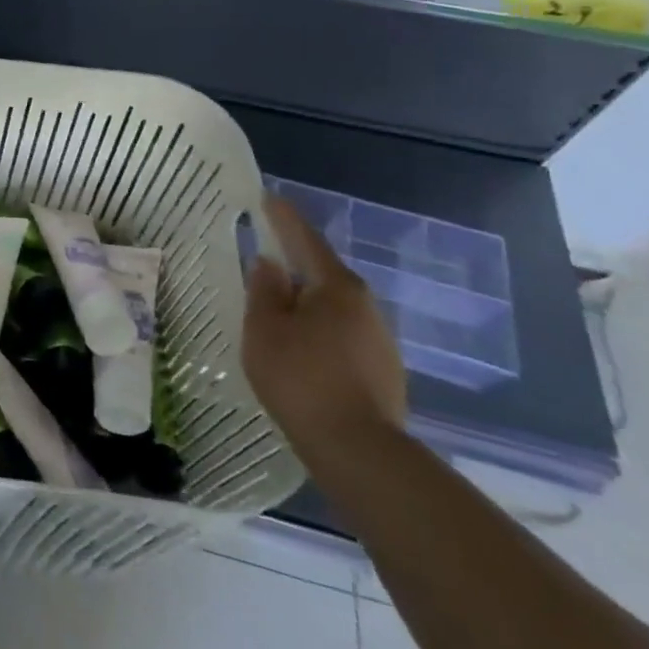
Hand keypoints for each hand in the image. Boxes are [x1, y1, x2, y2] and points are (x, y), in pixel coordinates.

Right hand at [242, 195, 407, 469]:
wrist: (359, 450)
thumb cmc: (301, 378)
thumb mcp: (265, 329)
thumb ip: (264, 291)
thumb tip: (270, 264)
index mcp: (336, 287)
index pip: (305, 241)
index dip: (283, 219)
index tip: (268, 199)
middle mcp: (366, 306)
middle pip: (323, 275)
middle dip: (295, 266)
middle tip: (265, 262)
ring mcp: (380, 340)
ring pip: (334, 309)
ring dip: (307, 304)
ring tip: (278, 313)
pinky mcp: (384, 371)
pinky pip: (343, 336)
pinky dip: (319, 332)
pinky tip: (303, 351)